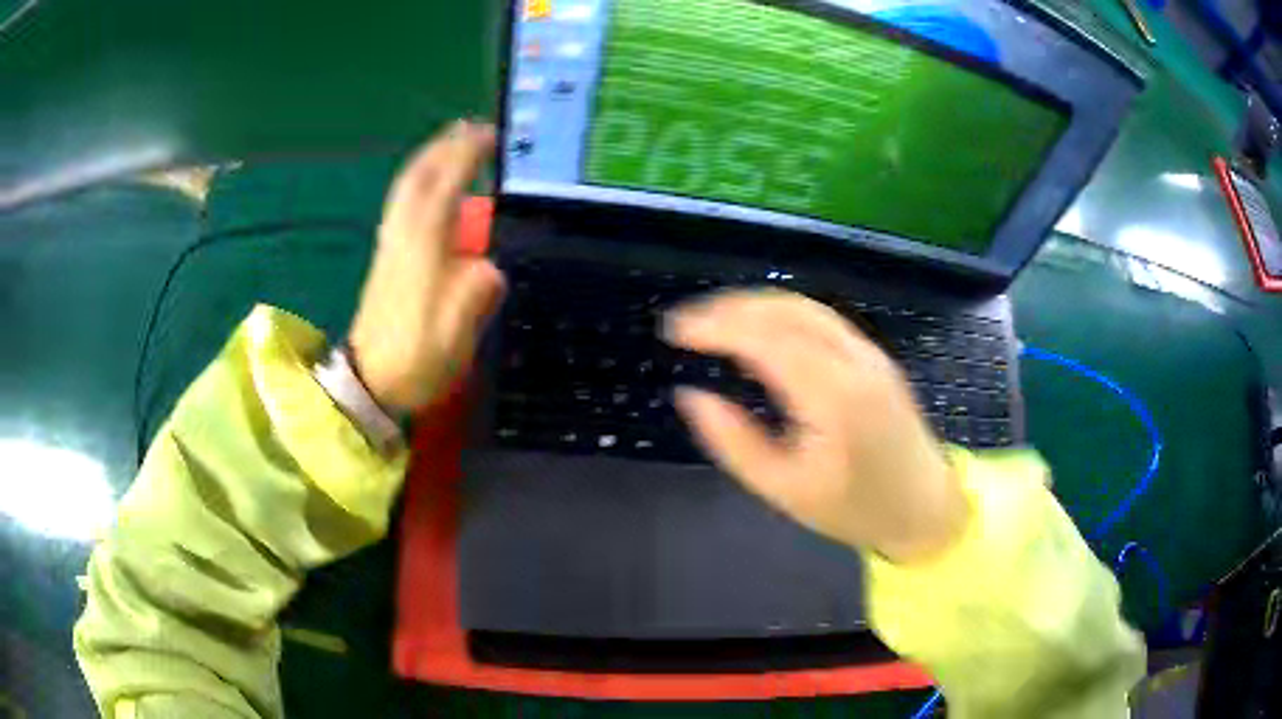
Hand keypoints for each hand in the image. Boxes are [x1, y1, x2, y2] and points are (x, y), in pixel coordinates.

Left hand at [349, 121, 505, 412]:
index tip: (490, 134)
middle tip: (472, 128)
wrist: (370, 381)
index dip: (467, 155)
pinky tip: (430, 184)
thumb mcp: (457, 330)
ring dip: (430, 157)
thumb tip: (488, 267)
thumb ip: (477, 289)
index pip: (446, 185)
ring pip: (407, 187)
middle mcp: (403, 234)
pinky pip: (403, 202)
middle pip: (419, 176)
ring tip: (453, 143)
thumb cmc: (416, 357)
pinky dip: (419, 180)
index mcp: (423, 246)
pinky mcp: (386, 256)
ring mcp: (391, 243)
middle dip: (445, 146)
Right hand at [666, 290, 968, 563]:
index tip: (675, 330)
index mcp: (833, 396)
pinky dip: (782, 314)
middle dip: (731, 307)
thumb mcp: (785, 490)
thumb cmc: (855, 509)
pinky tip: (761, 330)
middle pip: (786, 310)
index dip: (716, 326)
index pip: (766, 338)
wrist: (926, 508)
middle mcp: (854, 360)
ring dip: (755, 305)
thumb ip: (734, 443)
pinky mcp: (874, 356)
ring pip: (805, 307)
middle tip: (687, 323)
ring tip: (714, 322)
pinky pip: (821, 319)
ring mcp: (869, 353)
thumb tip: (691, 396)